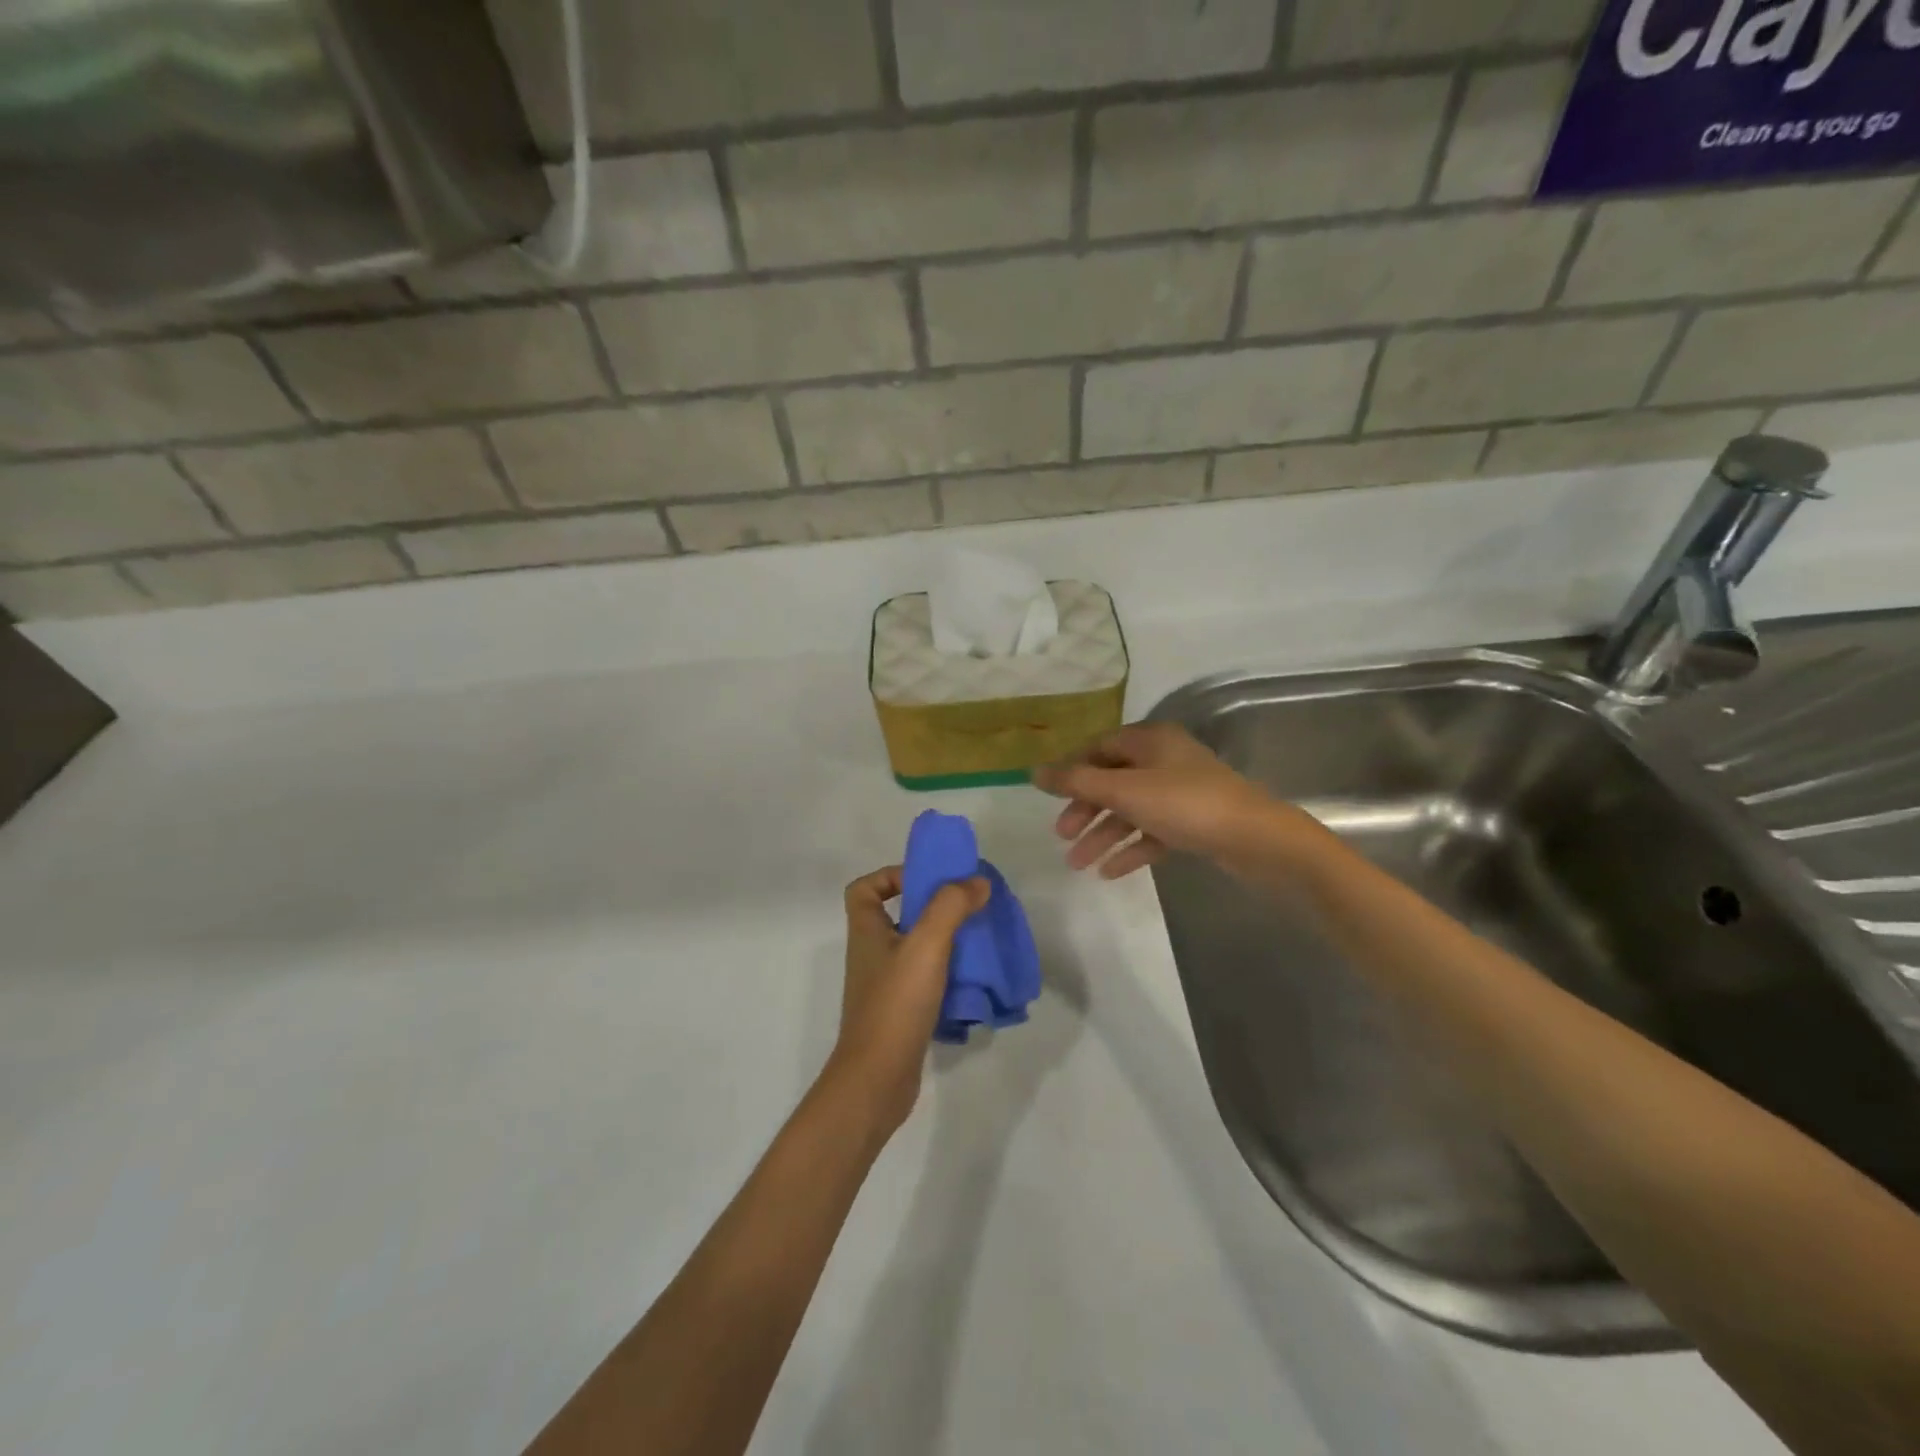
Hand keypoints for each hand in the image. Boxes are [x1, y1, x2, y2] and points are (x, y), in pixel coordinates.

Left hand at [826, 866, 989, 1136]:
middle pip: (895, 916)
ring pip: (914, 949)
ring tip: (977, 941)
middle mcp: (872, 954)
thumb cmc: (895, 1004)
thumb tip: (976, 881)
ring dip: (943, 941)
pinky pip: (924, 980)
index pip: (865, 889)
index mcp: (867, 932)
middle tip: (967, 908)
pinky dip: (946, 974)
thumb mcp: (926, 945)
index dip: (890, 876)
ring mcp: (885, 986)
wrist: (877, 1080)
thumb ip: (951, 907)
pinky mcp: (900, 1012)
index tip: (928, 881)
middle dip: (931, 907)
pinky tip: (972, 980)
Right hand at [1032, 722, 1320, 878]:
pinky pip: (1153, 832)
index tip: (1049, 797)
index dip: (1072, 770)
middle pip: (1113, 781)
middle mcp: (1165, 760)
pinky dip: (1131, 849)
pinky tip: (1110, 872)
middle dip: (1085, 810)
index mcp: (1150, 740)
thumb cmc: (1186, 804)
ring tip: (1078, 865)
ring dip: (1103, 835)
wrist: (1256, 839)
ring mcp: (1181, 792)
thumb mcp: (1125, 791)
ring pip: (1131, 810)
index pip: (1099, 747)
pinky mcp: (1194, 822)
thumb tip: (1034, 771)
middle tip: (1062, 836)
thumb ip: (1077, 781)